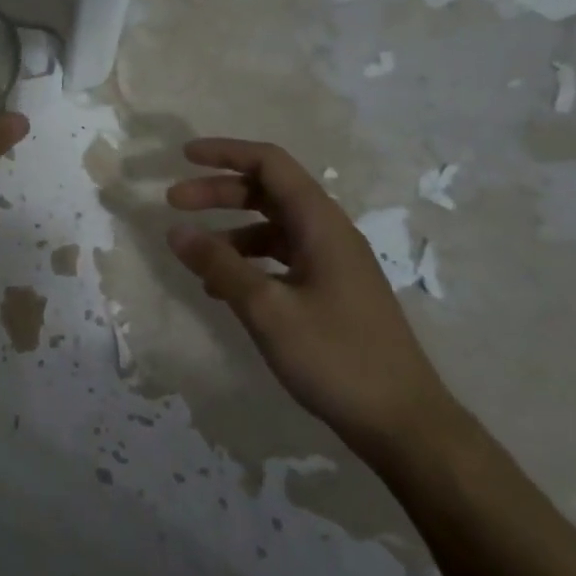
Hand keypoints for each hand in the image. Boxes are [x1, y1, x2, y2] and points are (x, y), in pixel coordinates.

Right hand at [165, 138, 459, 461]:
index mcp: (321, 225)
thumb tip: (175, 230)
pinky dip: (247, 262)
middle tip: (173, 203)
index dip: (226, 153)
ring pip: (272, 228)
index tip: (183, 157)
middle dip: (219, 192)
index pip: (271, 165)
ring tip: (193, 254)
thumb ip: (220, 266)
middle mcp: (328, 234)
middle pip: (268, 193)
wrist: (403, 423)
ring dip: (230, 231)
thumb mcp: (268, 310)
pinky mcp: (330, 292)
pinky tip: (222, 288)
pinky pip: (280, 259)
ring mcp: (331, 264)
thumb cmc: (336, 358)